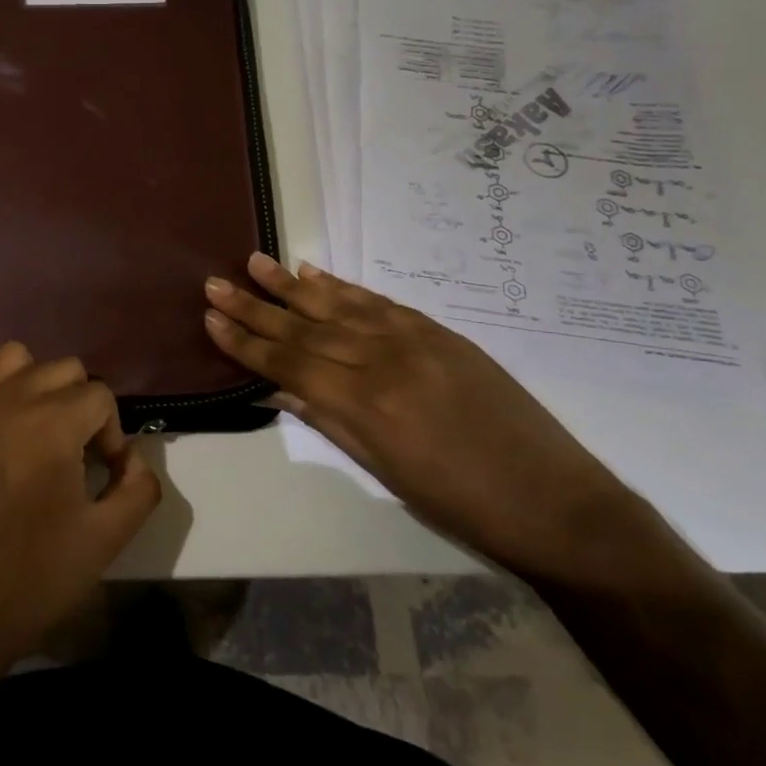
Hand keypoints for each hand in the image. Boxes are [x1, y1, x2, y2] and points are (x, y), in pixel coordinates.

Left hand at [0, 342, 161, 686]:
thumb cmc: (28, 581)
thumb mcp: (105, 542)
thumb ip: (139, 489)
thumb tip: (134, 458)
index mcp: (53, 423)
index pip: (100, 396)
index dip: (111, 434)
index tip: (102, 476)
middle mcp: (8, 399)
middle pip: (61, 369)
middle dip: (79, 406)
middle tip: (73, 456)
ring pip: (10, 357)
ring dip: (31, 382)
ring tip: (33, 427)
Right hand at [203, 253, 657, 581]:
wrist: (554, 500)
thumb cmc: (460, 503)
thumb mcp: (385, 471)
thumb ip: (328, 421)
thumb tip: (277, 388)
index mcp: (365, 404)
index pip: (289, 362)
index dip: (246, 342)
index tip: (211, 319)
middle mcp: (383, 360)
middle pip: (305, 327)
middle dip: (255, 306)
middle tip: (214, 283)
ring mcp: (413, 339)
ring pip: (338, 305)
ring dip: (291, 285)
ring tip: (255, 262)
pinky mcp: (438, 331)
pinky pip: (379, 302)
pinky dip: (343, 286)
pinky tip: (315, 272)